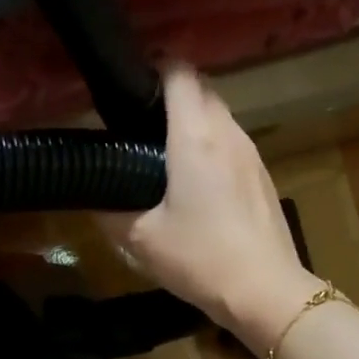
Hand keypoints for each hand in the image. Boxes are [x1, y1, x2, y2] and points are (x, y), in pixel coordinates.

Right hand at [100, 68, 320, 353]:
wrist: (265, 291)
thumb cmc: (200, 258)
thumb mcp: (141, 239)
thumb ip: (110, 212)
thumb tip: (93, 199)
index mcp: (195, 137)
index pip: (179, 72)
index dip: (153, 67)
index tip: (128, 84)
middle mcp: (227, 132)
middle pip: (200, 88)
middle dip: (170, 93)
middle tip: (137, 121)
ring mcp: (250, 152)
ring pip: (219, 114)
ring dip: (192, 119)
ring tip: (161, 150)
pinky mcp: (261, 174)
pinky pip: (231, 140)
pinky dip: (210, 143)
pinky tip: (193, 180)